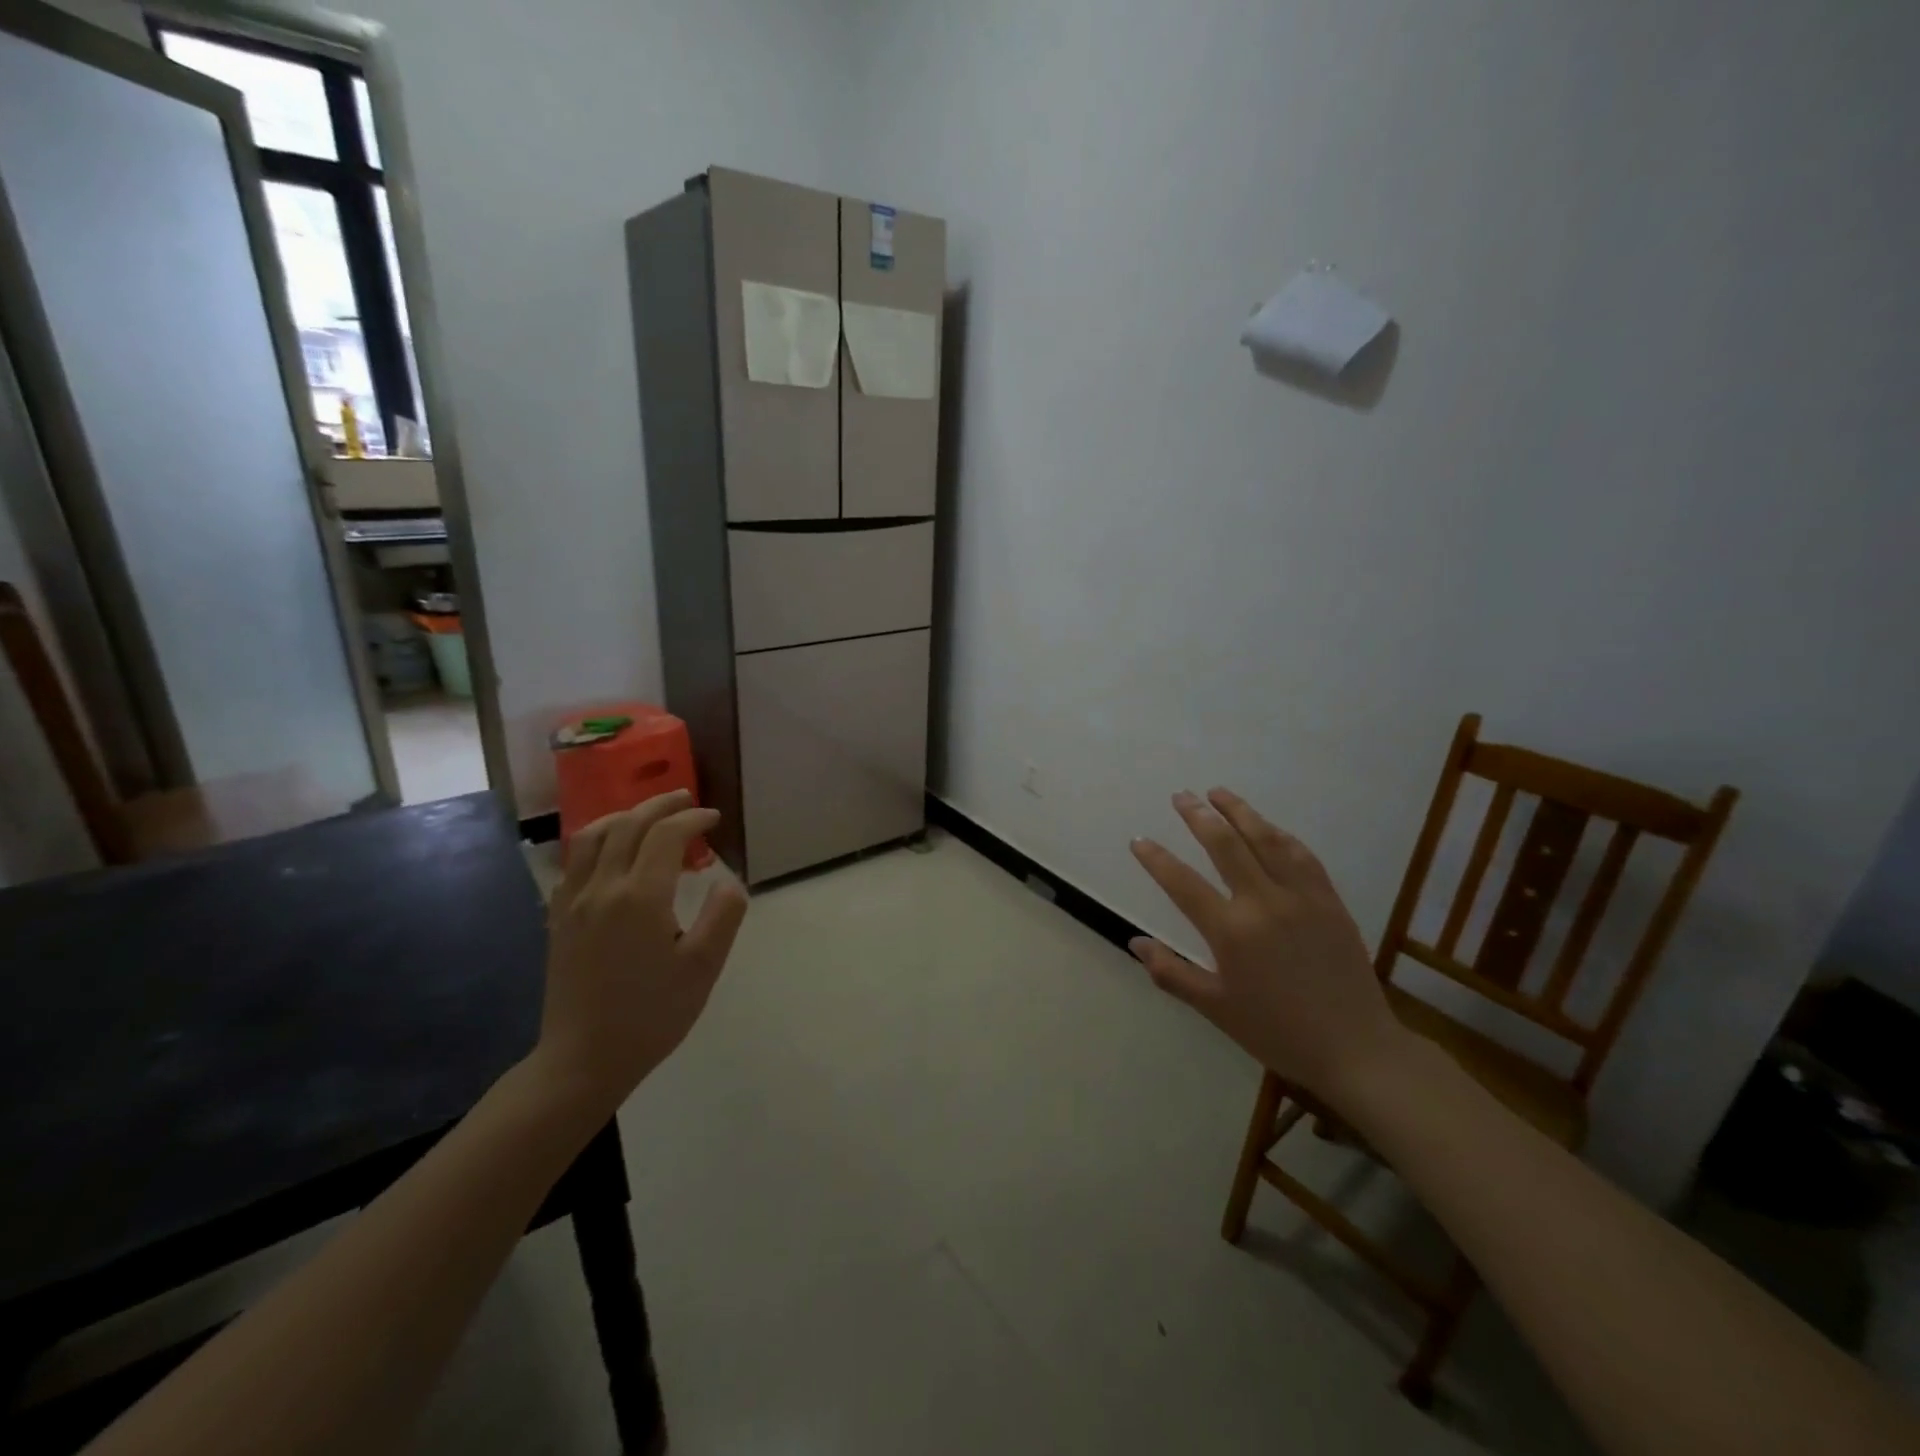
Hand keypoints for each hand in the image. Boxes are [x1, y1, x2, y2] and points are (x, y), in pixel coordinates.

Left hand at [532, 790, 748, 1117]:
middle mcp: (603, 888)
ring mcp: (573, 902)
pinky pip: (574, 862)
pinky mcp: (558, 919)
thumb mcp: (703, 968)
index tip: (714, 819)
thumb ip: (723, 916)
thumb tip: (728, 881)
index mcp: (641, 896)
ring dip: (624, 816)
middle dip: (660, 805)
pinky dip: (597, 842)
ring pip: (592, 836)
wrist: (583, 1059)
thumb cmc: (652, 1015)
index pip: (667, 835)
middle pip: (628, 825)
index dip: (693, 819)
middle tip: (686, 799)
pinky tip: (611, 854)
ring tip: (647, 816)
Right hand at [1129, 788, 1405, 1102]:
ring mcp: (1301, 897)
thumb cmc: (1277, 1031)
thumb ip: (1172, 973)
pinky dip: (1280, 834)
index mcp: (1231, 932)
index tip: (1139, 840)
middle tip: (1181, 796)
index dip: (1156, 859)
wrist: (1355, 1048)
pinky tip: (1268, 827)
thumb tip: (1134, 941)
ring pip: (1266, 839)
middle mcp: (1264, 903)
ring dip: (1240, 811)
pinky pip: (1302, 855)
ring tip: (1219, 792)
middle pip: (1225, 845)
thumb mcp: (1216, 1008)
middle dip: (1199, 816)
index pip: (1182, 883)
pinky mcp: (1329, 900)